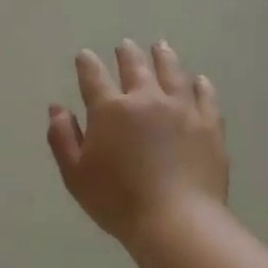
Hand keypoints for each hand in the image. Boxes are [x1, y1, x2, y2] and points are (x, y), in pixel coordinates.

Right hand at [47, 39, 228, 246]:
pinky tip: (199, 80)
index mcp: (109, 109)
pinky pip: (206, 96)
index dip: (87, 63)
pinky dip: (201, 84)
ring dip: (164, 57)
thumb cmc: (117, 200)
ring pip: (172, 73)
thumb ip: (62, 137)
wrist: (177, 221)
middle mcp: (146, 99)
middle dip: (127, 54)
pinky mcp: (210, 125)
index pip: (93, 76)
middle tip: (124, 45)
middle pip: (135, 67)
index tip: (85, 56)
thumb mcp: (75, 174)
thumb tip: (57, 108)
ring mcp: (182, 109)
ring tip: (161, 47)